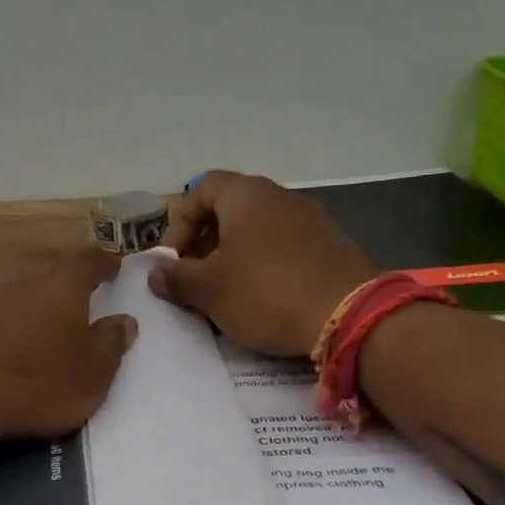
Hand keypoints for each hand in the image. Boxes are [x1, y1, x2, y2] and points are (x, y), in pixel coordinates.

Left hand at [0, 247, 137, 440]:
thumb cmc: (33, 384)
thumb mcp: (90, 377)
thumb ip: (110, 345)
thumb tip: (125, 321)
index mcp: (62, 284)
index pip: (90, 260)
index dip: (104, 263)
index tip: (112, 267)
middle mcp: (19, 275)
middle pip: (45, 265)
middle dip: (60, 275)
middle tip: (70, 291)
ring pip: (5, 282)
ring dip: (18, 293)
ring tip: (24, 314)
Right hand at [150, 171, 373, 356]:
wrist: (348, 316)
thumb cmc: (265, 293)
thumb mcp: (209, 289)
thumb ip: (177, 278)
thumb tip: (157, 273)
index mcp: (245, 195)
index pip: (201, 188)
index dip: (179, 222)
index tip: (174, 260)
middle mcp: (279, 196)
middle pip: (230, 209)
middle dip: (206, 242)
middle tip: (196, 278)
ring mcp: (310, 219)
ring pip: (258, 230)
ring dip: (236, 256)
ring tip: (227, 292)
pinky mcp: (331, 245)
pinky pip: (285, 247)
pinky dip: (266, 265)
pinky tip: (264, 298)